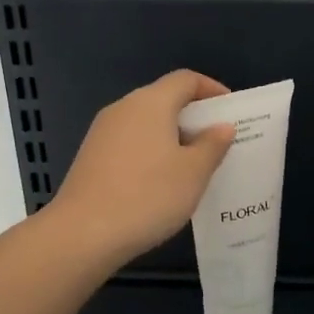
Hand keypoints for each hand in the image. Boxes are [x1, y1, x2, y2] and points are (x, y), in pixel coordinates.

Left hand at [45, 70, 235, 269]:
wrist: (83, 234)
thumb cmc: (148, 196)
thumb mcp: (193, 172)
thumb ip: (212, 145)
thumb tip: (222, 126)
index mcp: (150, 103)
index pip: (185, 80)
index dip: (211, 89)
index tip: (231, 110)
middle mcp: (123, 108)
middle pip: (164, 99)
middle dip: (193, 116)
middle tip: (217, 141)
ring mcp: (102, 133)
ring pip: (146, 123)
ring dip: (172, 137)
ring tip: (194, 165)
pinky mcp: (91, 157)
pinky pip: (130, 143)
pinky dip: (151, 152)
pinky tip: (162, 182)